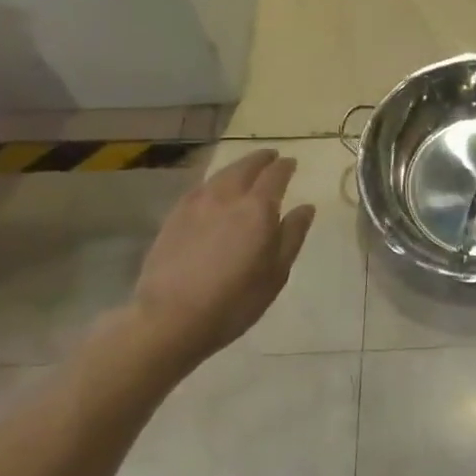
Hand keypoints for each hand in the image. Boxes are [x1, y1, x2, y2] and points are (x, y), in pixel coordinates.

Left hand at [126, 149, 315, 370]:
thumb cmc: (235, 300)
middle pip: (246, 166)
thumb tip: (306, 207)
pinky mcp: (174, 216)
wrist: (170, 318)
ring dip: (237, 167)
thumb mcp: (276, 272)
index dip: (285, 166)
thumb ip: (292, 234)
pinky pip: (200, 188)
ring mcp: (196, 204)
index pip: (275, 175)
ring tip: (245, 170)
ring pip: (221, 174)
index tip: (291, 163)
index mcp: (258, 208)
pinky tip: (214, 191)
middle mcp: (227, 197)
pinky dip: (214, 182)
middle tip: (271, 157)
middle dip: (261, 159)